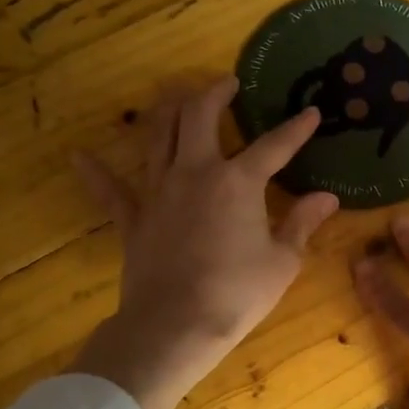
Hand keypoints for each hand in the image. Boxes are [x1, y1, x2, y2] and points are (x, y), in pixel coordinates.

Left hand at [72, 78, 337, 408]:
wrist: (176, 325)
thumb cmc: (237, 293)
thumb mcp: (282, 261)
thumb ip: (302, 223)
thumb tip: (327, 198)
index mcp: (238, 182)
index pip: (273, 145)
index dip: (296, 129)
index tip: (311, 113)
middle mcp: (195, 173)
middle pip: (197, 117)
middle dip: (213, 93)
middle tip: (227, 84)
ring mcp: (158, 192)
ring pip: (157, 137)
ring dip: (167, 111)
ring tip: (177, 98)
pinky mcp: (133, 219)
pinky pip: (111, 190)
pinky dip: (96, 173)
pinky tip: (80, 156)